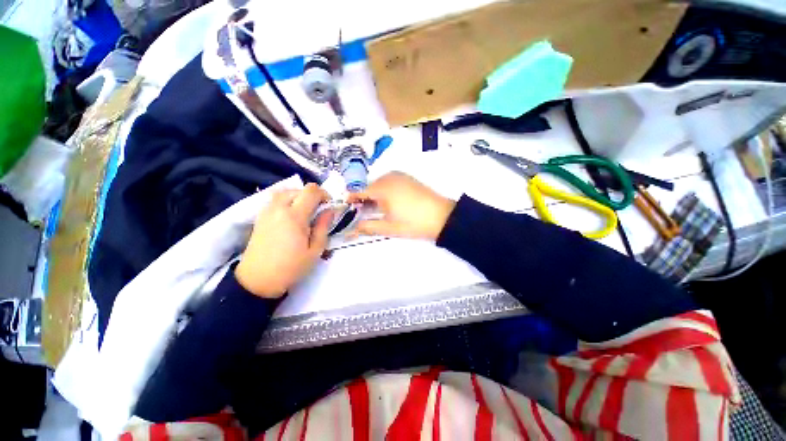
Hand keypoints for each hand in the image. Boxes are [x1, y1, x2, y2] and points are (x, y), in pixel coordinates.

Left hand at [235, 184, 333, 297]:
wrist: (257, 280)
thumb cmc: (291, 267)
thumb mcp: (315, 250)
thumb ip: (323, 227)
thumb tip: (329, 211)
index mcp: (294, 216)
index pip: (311, 190)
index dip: (324, 194)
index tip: (328, 206)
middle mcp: (279, 208)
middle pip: (298, 189)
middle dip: (311, 196)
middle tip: (318, 211)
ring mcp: (267, 212)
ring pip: (285, 193)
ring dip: (298, 197)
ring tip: (304, 213)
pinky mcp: (260, 217)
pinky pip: (275, 201)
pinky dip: (287, 202)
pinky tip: (291, 217)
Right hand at [347, 172, 455, 240]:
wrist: (443, 217)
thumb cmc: (413, 223)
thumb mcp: (389, 227)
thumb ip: (367, 227)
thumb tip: (350, 231)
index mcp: (382, 188)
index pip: (359, 191)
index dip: (351, 200)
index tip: (347, 209)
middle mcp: (389, 177)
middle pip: (369, 187)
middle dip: (364, 199)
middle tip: (364, 214)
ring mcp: (400, 176)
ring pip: (380, 184)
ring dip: (375, 194)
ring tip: (378, 209)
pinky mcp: (408, 178)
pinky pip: (390, 181)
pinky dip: (385, 190)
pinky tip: (390, 202)